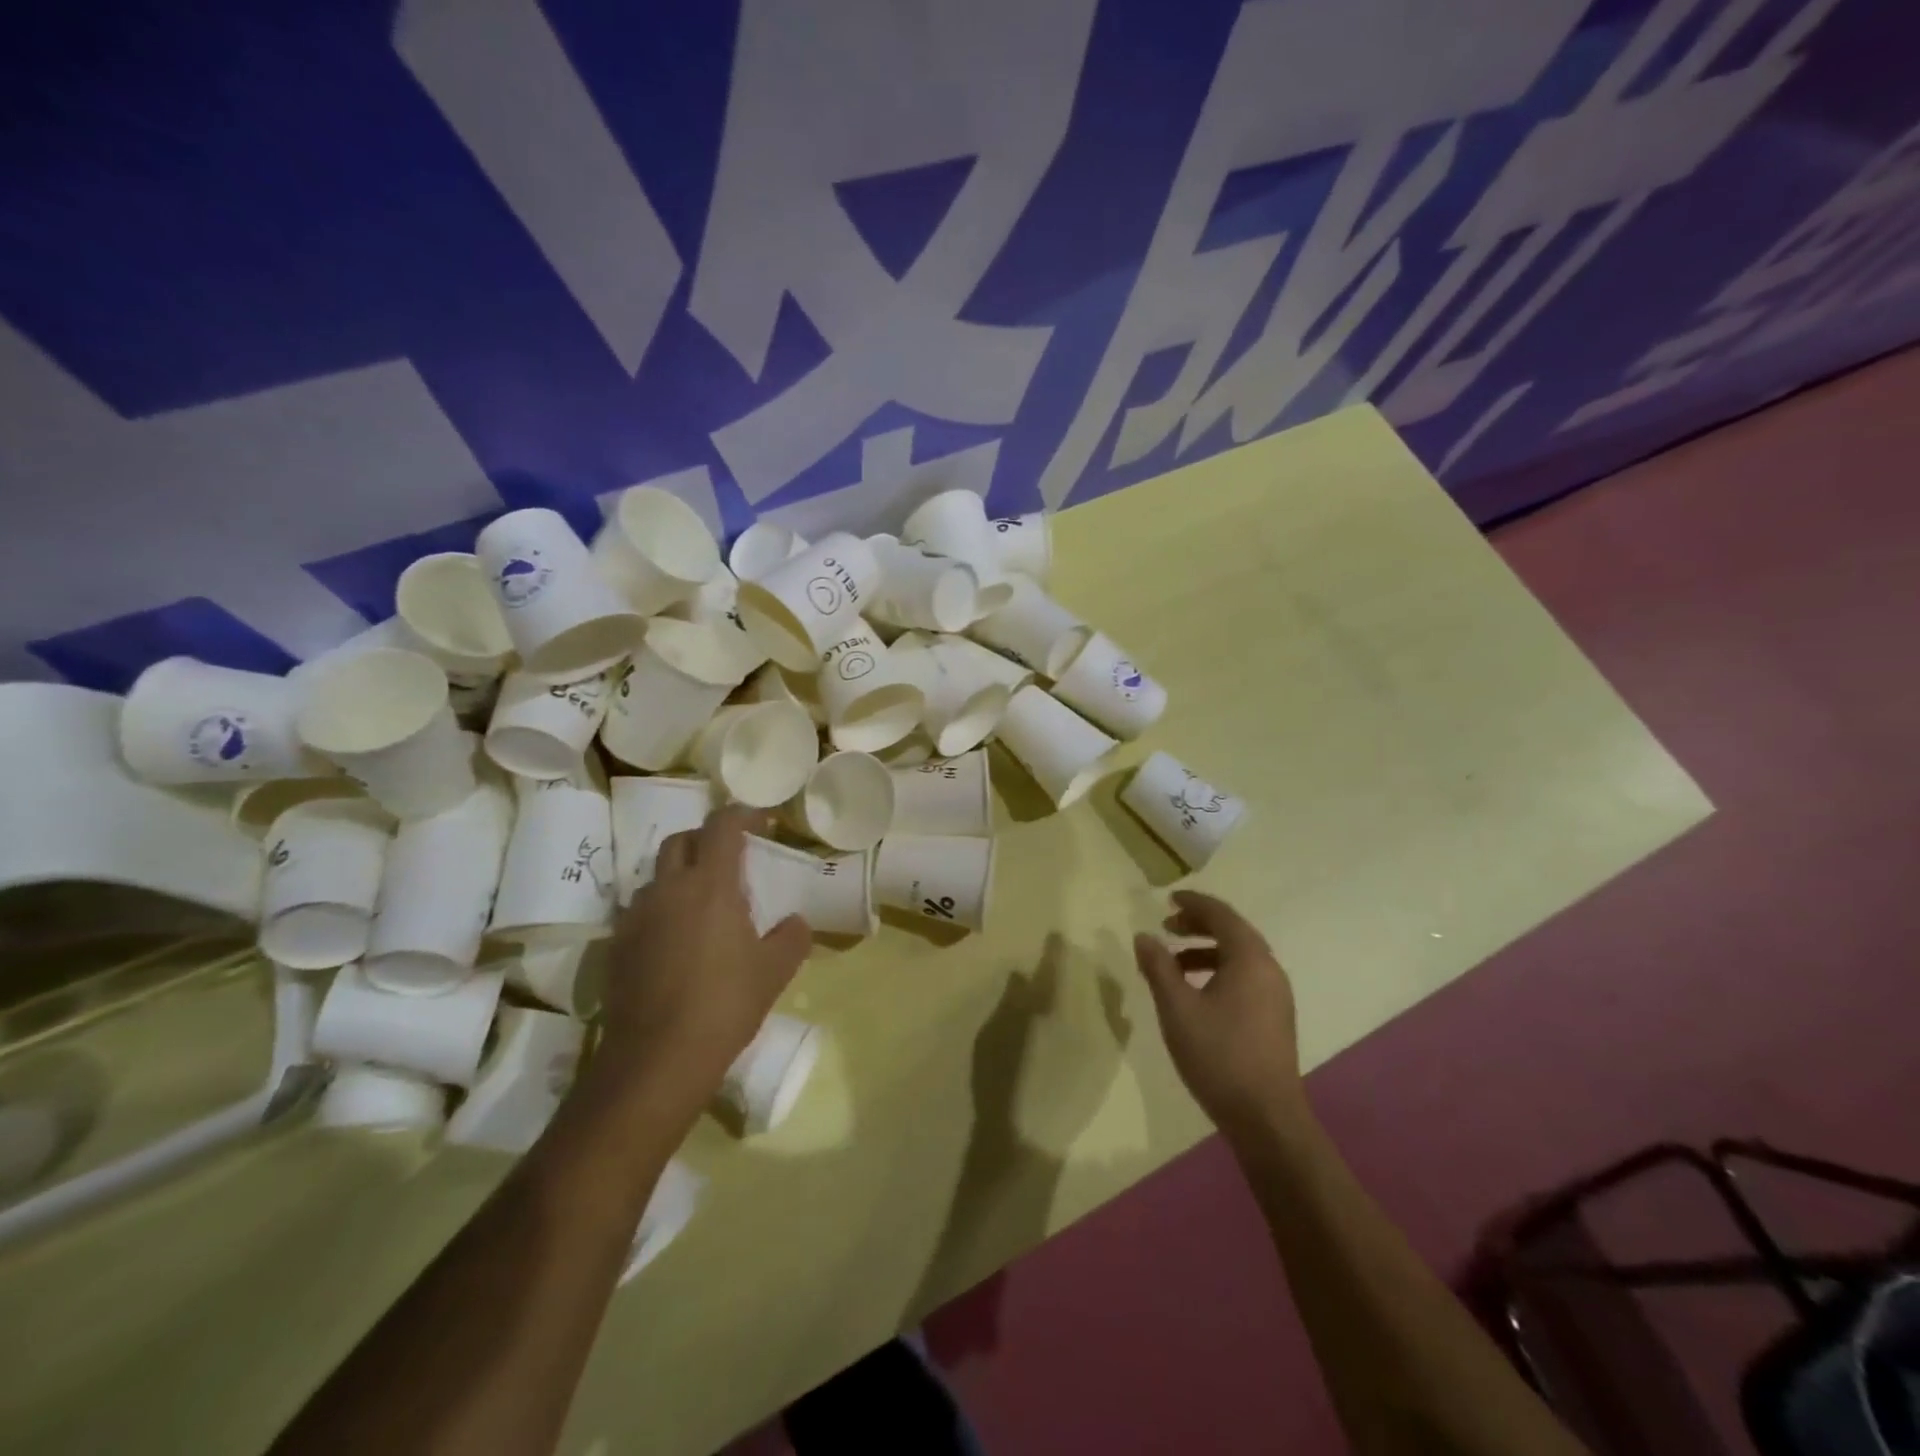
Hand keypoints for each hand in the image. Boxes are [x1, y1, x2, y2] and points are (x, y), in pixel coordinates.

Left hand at [597, 806, 809, 1125]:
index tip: (760, 822)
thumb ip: (792, 937)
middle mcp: (668, 889)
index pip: (721, 826)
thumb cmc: (724, 1004)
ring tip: (703, 904)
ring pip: (657, 876)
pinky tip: (677, 941)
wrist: (657, 1059)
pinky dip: (662, 910)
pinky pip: (642, 911)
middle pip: (681, 841)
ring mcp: (637, 916)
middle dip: (706, 840)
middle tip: (730, 859)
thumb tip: (796, 922)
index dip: (741, 815)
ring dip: (681, 876)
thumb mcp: (774, 971)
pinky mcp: (617, 945)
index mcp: (710, 885)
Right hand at [1133, 891, 1304, 1140]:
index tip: (1168, 899)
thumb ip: (1158, 967)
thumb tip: (1144, 936)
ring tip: (1173, 962)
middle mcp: (1269, 970)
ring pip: (1239, 957)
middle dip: (1199, 925)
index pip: (1221, 915)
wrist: (1266, 1118)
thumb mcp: (1177, 1008)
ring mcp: (1276, 995)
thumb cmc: (1218, 1055)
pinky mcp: (1275, 1018)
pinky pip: (1245, 977)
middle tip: (1167, 926)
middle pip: (1234, 932)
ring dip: (1206, 949)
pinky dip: (1218, 970)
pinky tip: (1195, 991)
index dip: (1194, 903)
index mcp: (1250, 959)